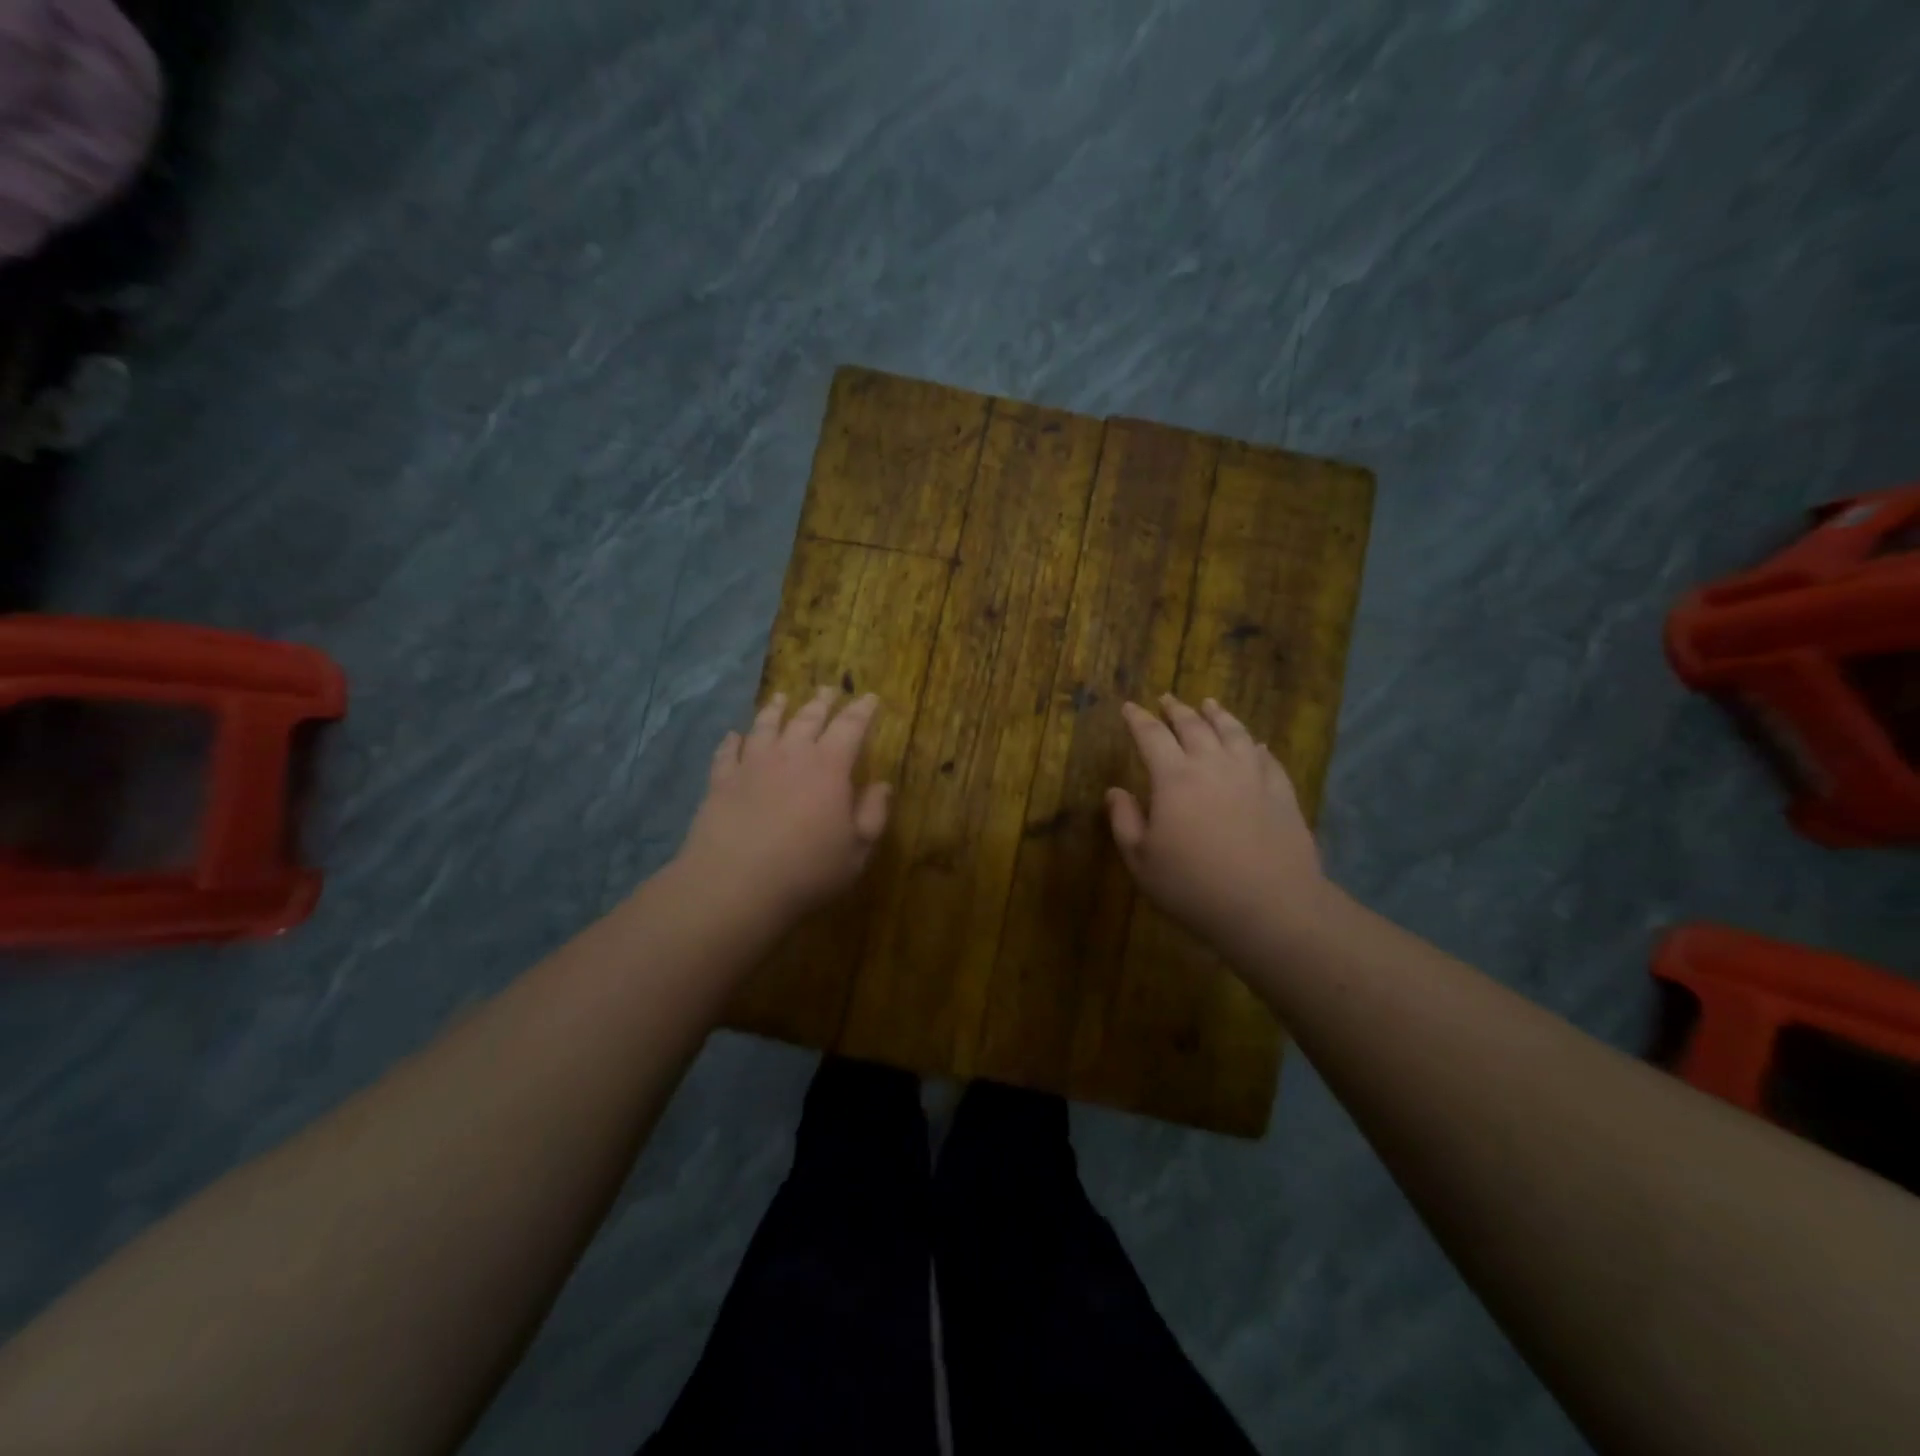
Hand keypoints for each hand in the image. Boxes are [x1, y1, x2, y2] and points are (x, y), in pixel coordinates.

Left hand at [674, 687, 891, 921]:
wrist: (735, 885)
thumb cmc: (807, 870)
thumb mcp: (857, 850)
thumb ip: (873, 813)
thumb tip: (883, 785)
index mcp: (829, 767)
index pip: (850, 727)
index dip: (862, 710)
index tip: (869, 697)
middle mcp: (791, 755)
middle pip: (808, 718)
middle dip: (822, 702)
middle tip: (830, 689)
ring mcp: (752, 765)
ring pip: (765, 726)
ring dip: (776, 709)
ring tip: (781, 697)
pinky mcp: (721, 782)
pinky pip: (728, 752)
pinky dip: (732, 741)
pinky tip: (733, 736)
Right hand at [1107, 695, 1331, 951]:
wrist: (1269, 906)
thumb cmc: (1193, 886)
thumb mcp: (1141, 860)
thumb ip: (1124, 821)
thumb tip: (1114, 791)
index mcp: (1174, 778)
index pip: (1151, 736)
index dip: (1137, 719)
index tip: (1129, 707)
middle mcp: (1213, 765)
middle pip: (1193, 726)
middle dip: (1176, 710)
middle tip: (1167, 699)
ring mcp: (1252, 776)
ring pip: (1233, 733)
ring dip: (1218, 715)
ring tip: (1210, 704)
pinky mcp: (1281, 792)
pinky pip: (1266, 758)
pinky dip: (1254, 745)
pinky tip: (1254, 744)